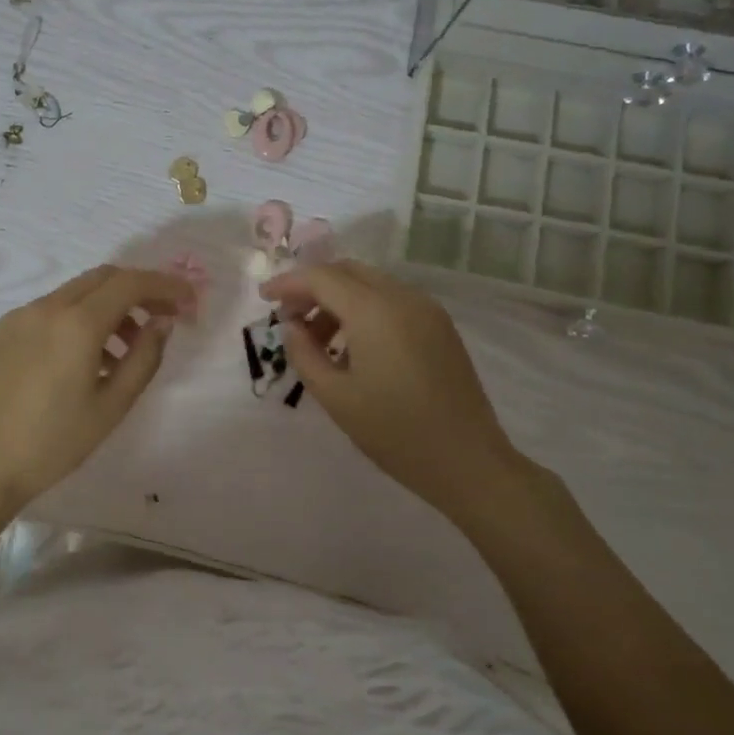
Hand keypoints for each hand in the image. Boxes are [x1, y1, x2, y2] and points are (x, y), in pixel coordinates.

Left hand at [0, 264, 195, 525]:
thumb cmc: (53, 443)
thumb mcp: (112, 406)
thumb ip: (144, 357)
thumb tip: (162, 321)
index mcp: (76, 323)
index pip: (130, 283)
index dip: (165, 285)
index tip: (189, 299)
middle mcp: (46, 307)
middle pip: (103, 278)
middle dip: (138, 290)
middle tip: (163, 317)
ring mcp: (21, 316)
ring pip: (77, 292)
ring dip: (109, 306)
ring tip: (126, 349)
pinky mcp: (4, 331)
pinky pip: (52, 310)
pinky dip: (80, 318)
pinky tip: (88, 357)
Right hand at [259, 260, 528, 516]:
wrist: (469, 462)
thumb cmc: (395, 432)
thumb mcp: (335, 397)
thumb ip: (304, 354)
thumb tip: (291, 326)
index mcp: (375, 312)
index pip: (321, 277)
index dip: (288, 283)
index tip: (264, 298)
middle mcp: (403, 298)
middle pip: (347, 271)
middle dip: (312, 287)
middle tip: (289, 318)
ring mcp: (427, 310)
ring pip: (370, 284)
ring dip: (338, 299)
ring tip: (318, 341)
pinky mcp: (440, 327)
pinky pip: (391, 301)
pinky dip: (363, 309)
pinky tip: (352, 347)